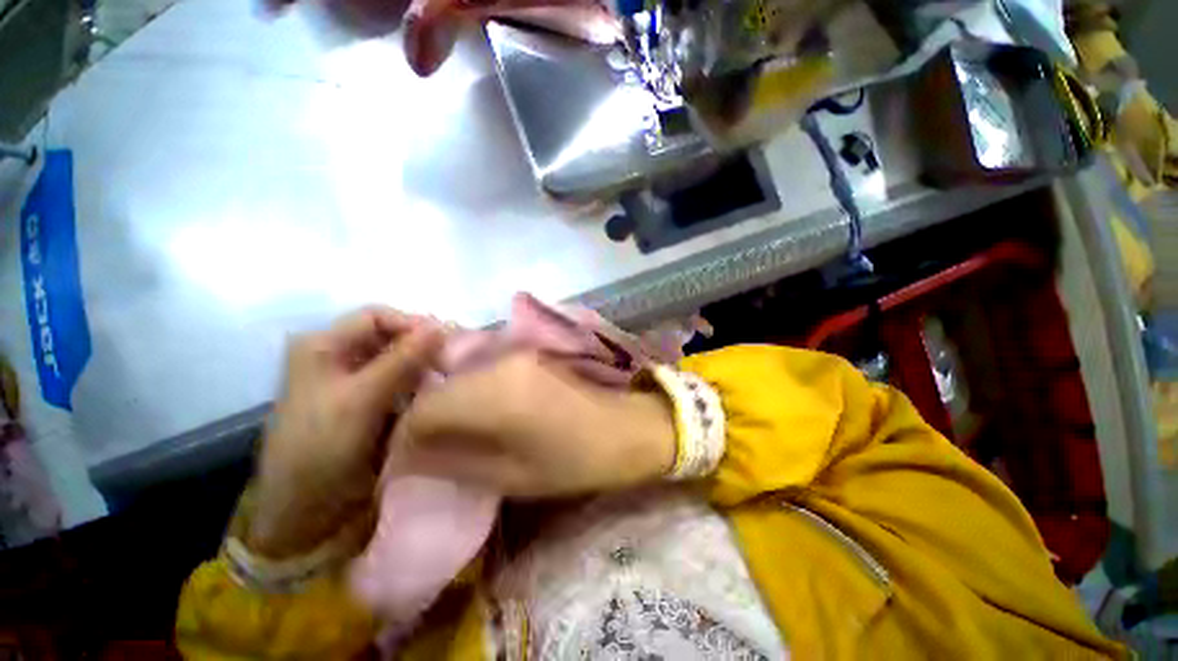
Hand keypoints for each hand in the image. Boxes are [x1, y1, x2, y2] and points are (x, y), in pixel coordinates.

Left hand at [248, 308, 443, 557]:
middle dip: (422, 345)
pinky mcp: (371, 402)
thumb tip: (442, 326)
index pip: (377, 317)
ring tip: (450, 376)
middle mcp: (340, 357)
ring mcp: (356, 381)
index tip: (446, 341)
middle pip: (390, 336)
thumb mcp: (362, 398)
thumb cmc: (322, 448)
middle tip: (453, 360)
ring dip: (425, 365)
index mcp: (324, 346)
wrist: (308, 511)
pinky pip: (403, 381)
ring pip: (400, 359)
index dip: (412, 324)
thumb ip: (403, 359)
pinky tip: (437, 392)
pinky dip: (421, 383)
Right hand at [391, 352, 676, 496]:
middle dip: (427, 418)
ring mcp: (517, 353)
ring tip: (455, 433)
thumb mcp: (513, 475)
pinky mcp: (530, 353)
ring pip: (462, 376)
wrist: (626, 426)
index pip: (425, 408)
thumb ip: (456, 461)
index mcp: (495, 394)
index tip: (407, 460)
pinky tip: (483, 413)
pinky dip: (473, 392)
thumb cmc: (575, 459)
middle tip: (429, 449)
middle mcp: (500, 363)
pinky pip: (486, 370)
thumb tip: (410, 458)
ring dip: (451, 404)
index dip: (408, 436)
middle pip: (442, 387)